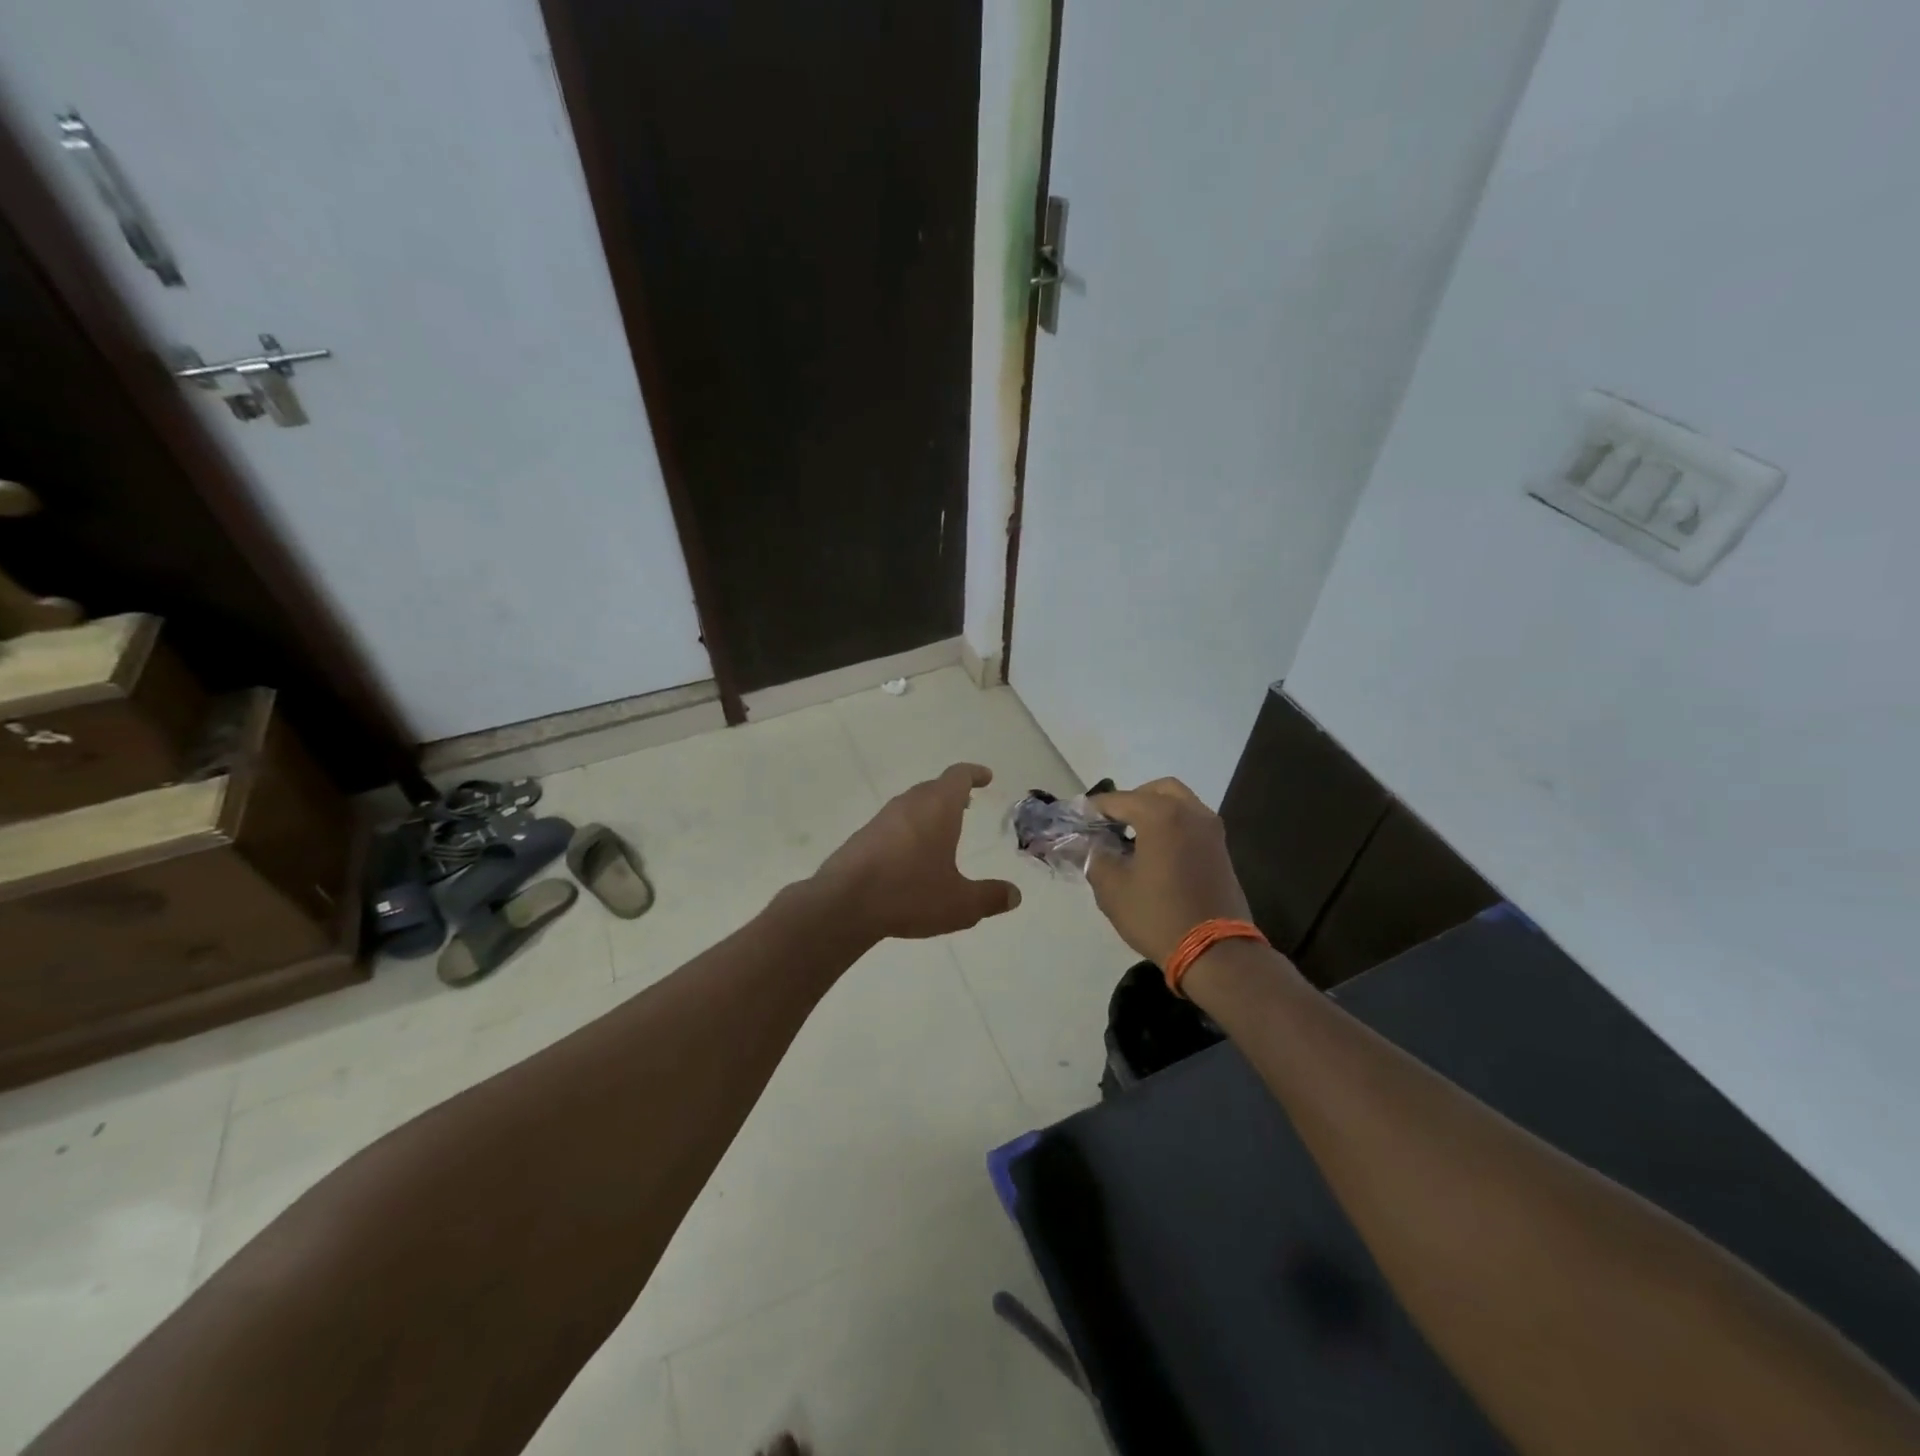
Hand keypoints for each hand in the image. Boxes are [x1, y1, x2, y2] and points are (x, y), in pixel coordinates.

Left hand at [812, 763, 1021, 940]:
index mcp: (937, 808)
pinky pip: (894, 823)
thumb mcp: (960, 904)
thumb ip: (990, 897)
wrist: (843, 904)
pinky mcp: (862, 837)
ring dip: (929, 811)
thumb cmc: (909, 894)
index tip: (986, 776)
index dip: (974, 773)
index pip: (958, 776)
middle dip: (952, 793)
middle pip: (933, 787)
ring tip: (942, 831)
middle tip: (967, 804)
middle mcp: (909, 805)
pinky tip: (911, 855)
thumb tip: (1014, 895)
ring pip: (911, 804)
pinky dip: (909, 829)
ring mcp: (882, 819)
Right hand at [1086, 778, 1252, 964]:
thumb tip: (1088, 844)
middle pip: (1156, 790)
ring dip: (1155, 812)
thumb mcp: (1112, 888)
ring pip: (1179, 803)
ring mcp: (1211, 830)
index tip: (1078, 819)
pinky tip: (1156, 853)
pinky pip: (1192, 823)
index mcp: (1161, 815)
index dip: (1094, 809)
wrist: (1216, 952)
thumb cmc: (1158, 915)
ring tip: (1133, 839)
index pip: (1118, 800)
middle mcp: (1190, 812)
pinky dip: (1172, 826)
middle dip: (1131, 801)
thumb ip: (1094, 857)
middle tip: (1111, 824)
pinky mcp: (1221, 850)